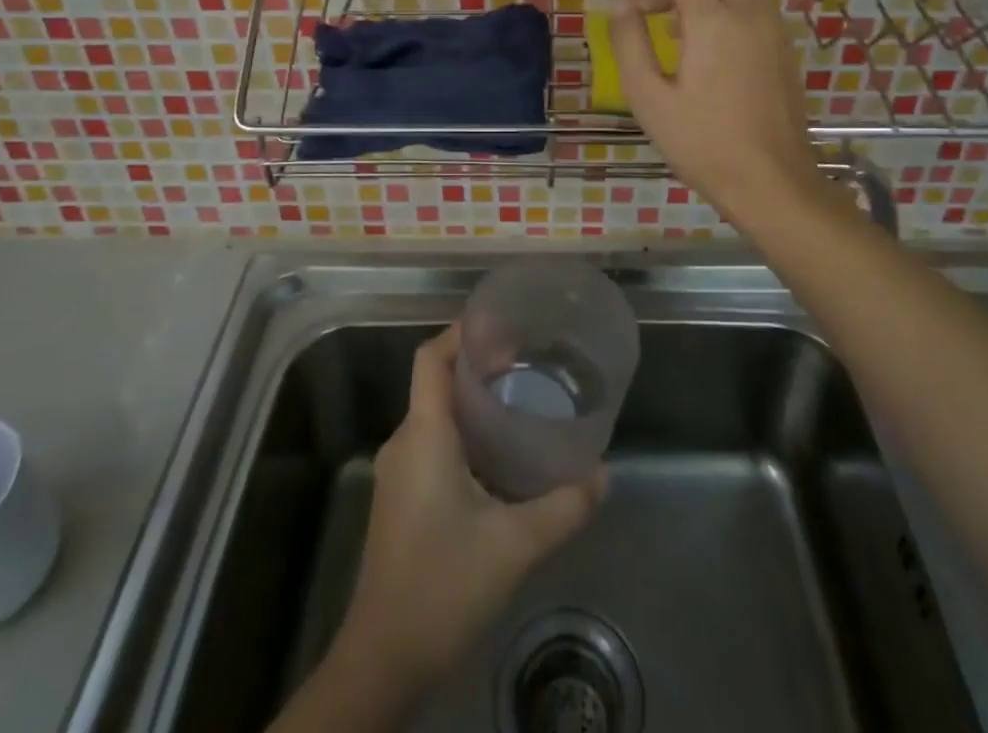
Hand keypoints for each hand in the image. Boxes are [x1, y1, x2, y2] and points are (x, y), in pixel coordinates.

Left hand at [335, 325, 604, 687]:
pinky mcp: (401, 499)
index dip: (462, 332)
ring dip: (473, 401)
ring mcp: (399, 472)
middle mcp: (405, 442)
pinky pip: (433, 443)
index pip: (432, 358)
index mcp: (424, 434)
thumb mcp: (514, 544)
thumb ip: (564, 506)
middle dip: (479, 365)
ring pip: (436, 415)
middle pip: (437, 381)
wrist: (383, 660)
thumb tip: (604, 474)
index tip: (503, 325)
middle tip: (527, 362)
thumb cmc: (443, 586)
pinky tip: (499, 456)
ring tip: (520, 402)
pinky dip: (465, 433)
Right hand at [611, 0, 826, 221]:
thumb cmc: (702, 143)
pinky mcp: (783, 43)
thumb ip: (629, 43)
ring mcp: (773, 25)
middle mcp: (748, 9)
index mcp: (713, 19)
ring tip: (673, 12)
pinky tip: (704, 35)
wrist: (770, 180)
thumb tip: (622, 5)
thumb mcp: (648, 97)